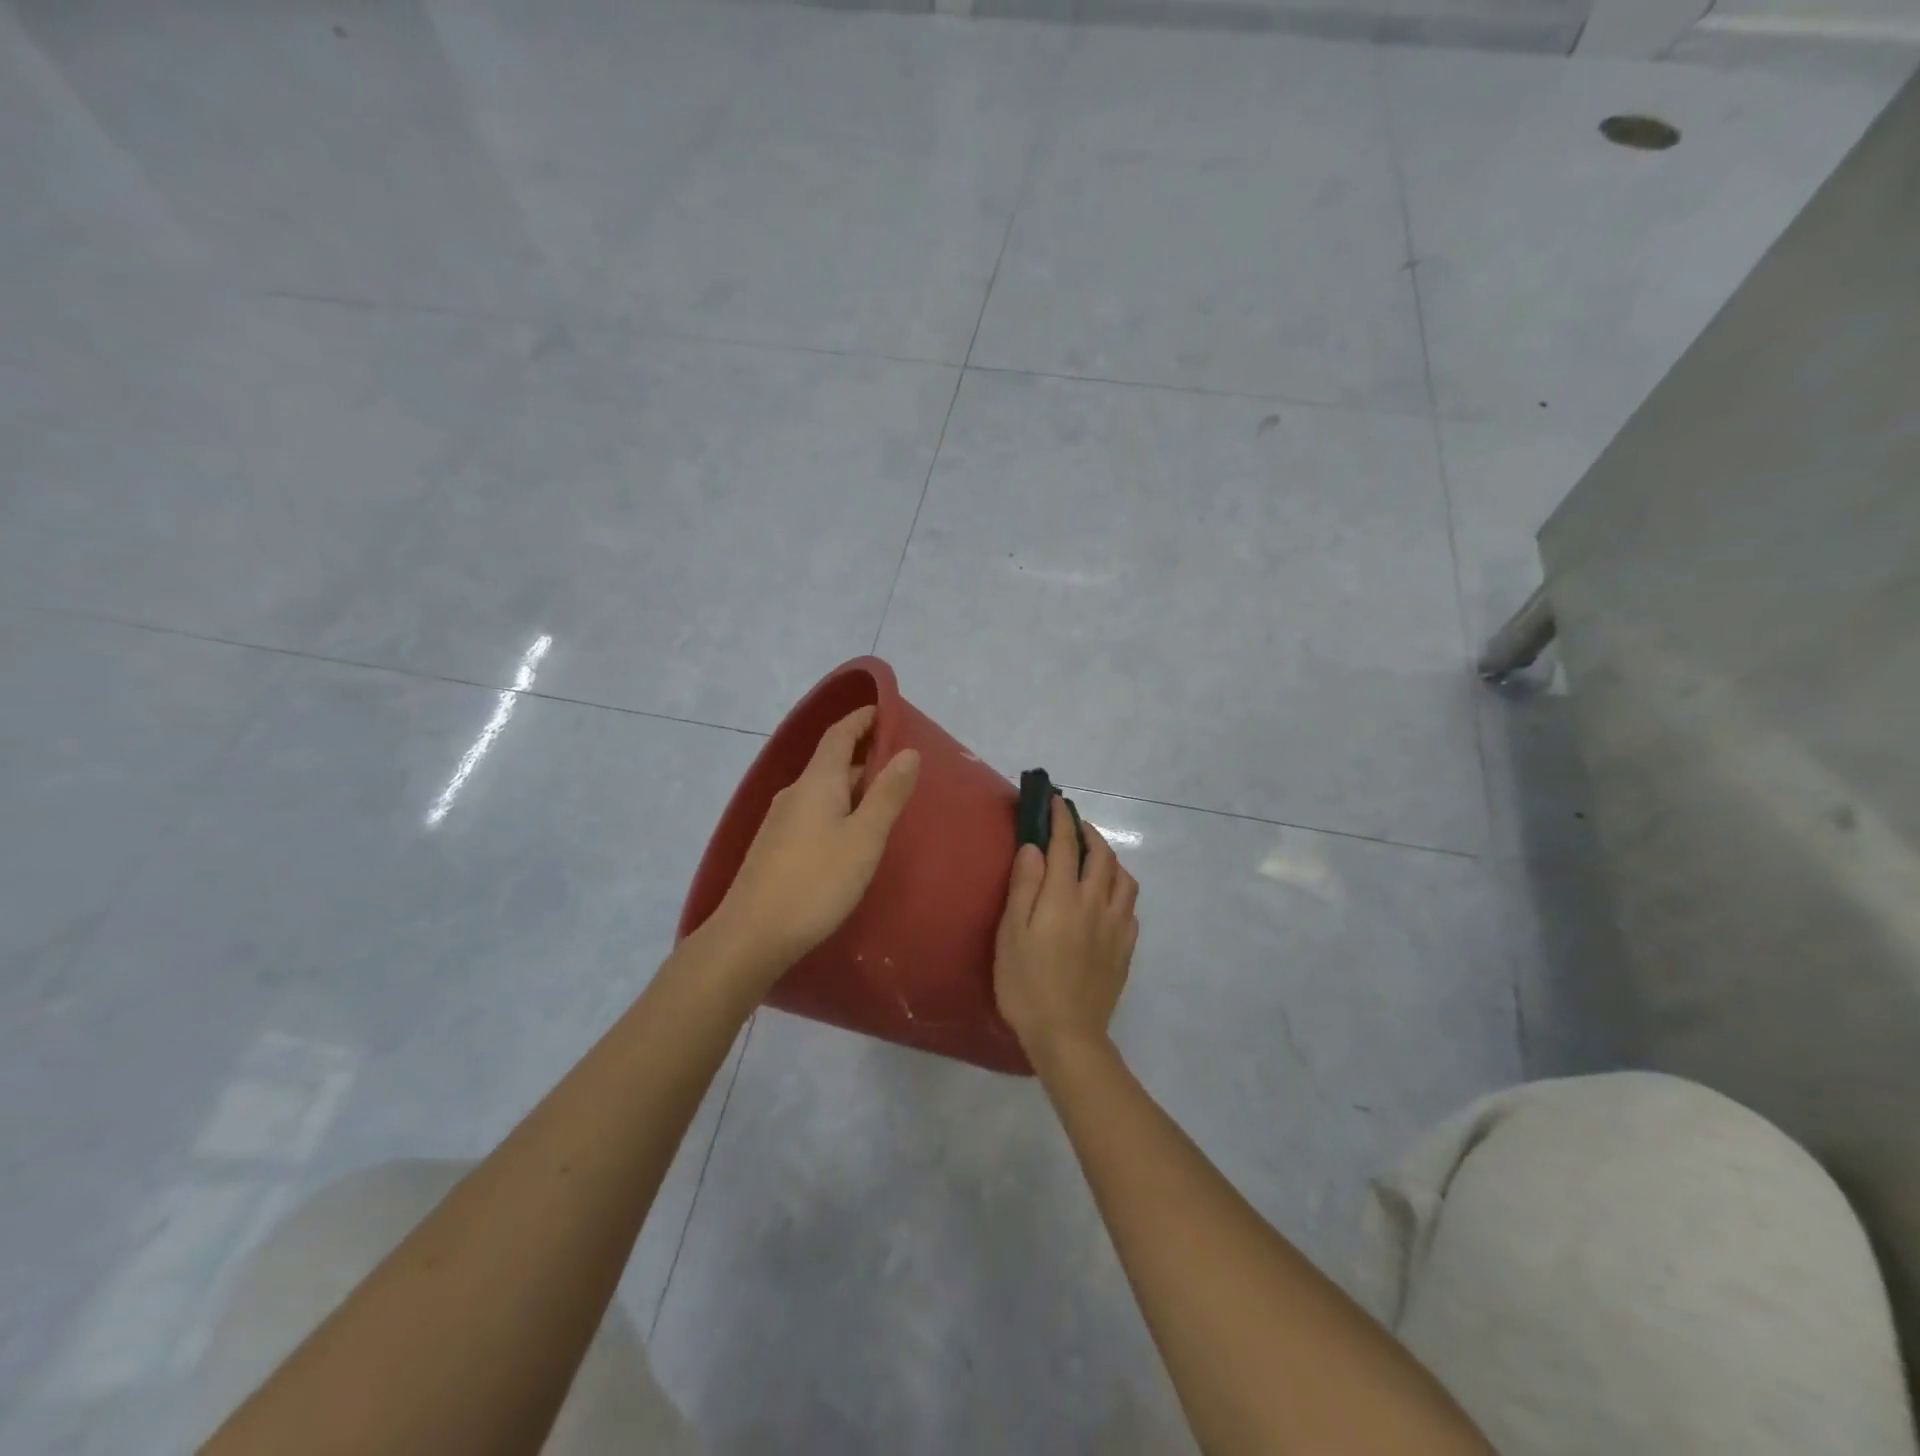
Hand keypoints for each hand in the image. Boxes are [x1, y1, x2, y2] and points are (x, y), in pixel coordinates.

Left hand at [710, 706, 919, 981]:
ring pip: (823, 790)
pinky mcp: (775, 848)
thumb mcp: (864, 838)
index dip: (862, 718)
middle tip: (901, 764)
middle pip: (831, 761)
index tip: (887, 710)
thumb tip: (909, 750)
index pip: (839, 734)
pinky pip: (813, 812)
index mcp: (817, 782)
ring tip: (884, 799)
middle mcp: (794, 793)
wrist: (751, 936)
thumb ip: (887, 794)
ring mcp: (780, 821)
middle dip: (864, 755)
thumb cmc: (816, 882)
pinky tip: (850, 834)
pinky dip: (837, 808)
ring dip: (852, 785)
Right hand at [993, 795, 1138, 1064]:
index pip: (1066, 844)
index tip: (1055, 801)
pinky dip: (1119, 889)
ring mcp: (1116, 926)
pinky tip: (1108, 898)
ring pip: (1123, 878)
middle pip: (1102, 855)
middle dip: (1088, 832)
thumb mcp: (1011, 934)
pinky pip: (1129, 906)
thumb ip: (1025, 886)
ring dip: (1109, 858)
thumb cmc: (1026, 984)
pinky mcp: (1125, 948)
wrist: (1067, 1034)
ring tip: (1093, 857)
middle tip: (1072, 824)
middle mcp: (1096, 903)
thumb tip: (1034, 847)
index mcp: (1064, 896)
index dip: (1060, 818)